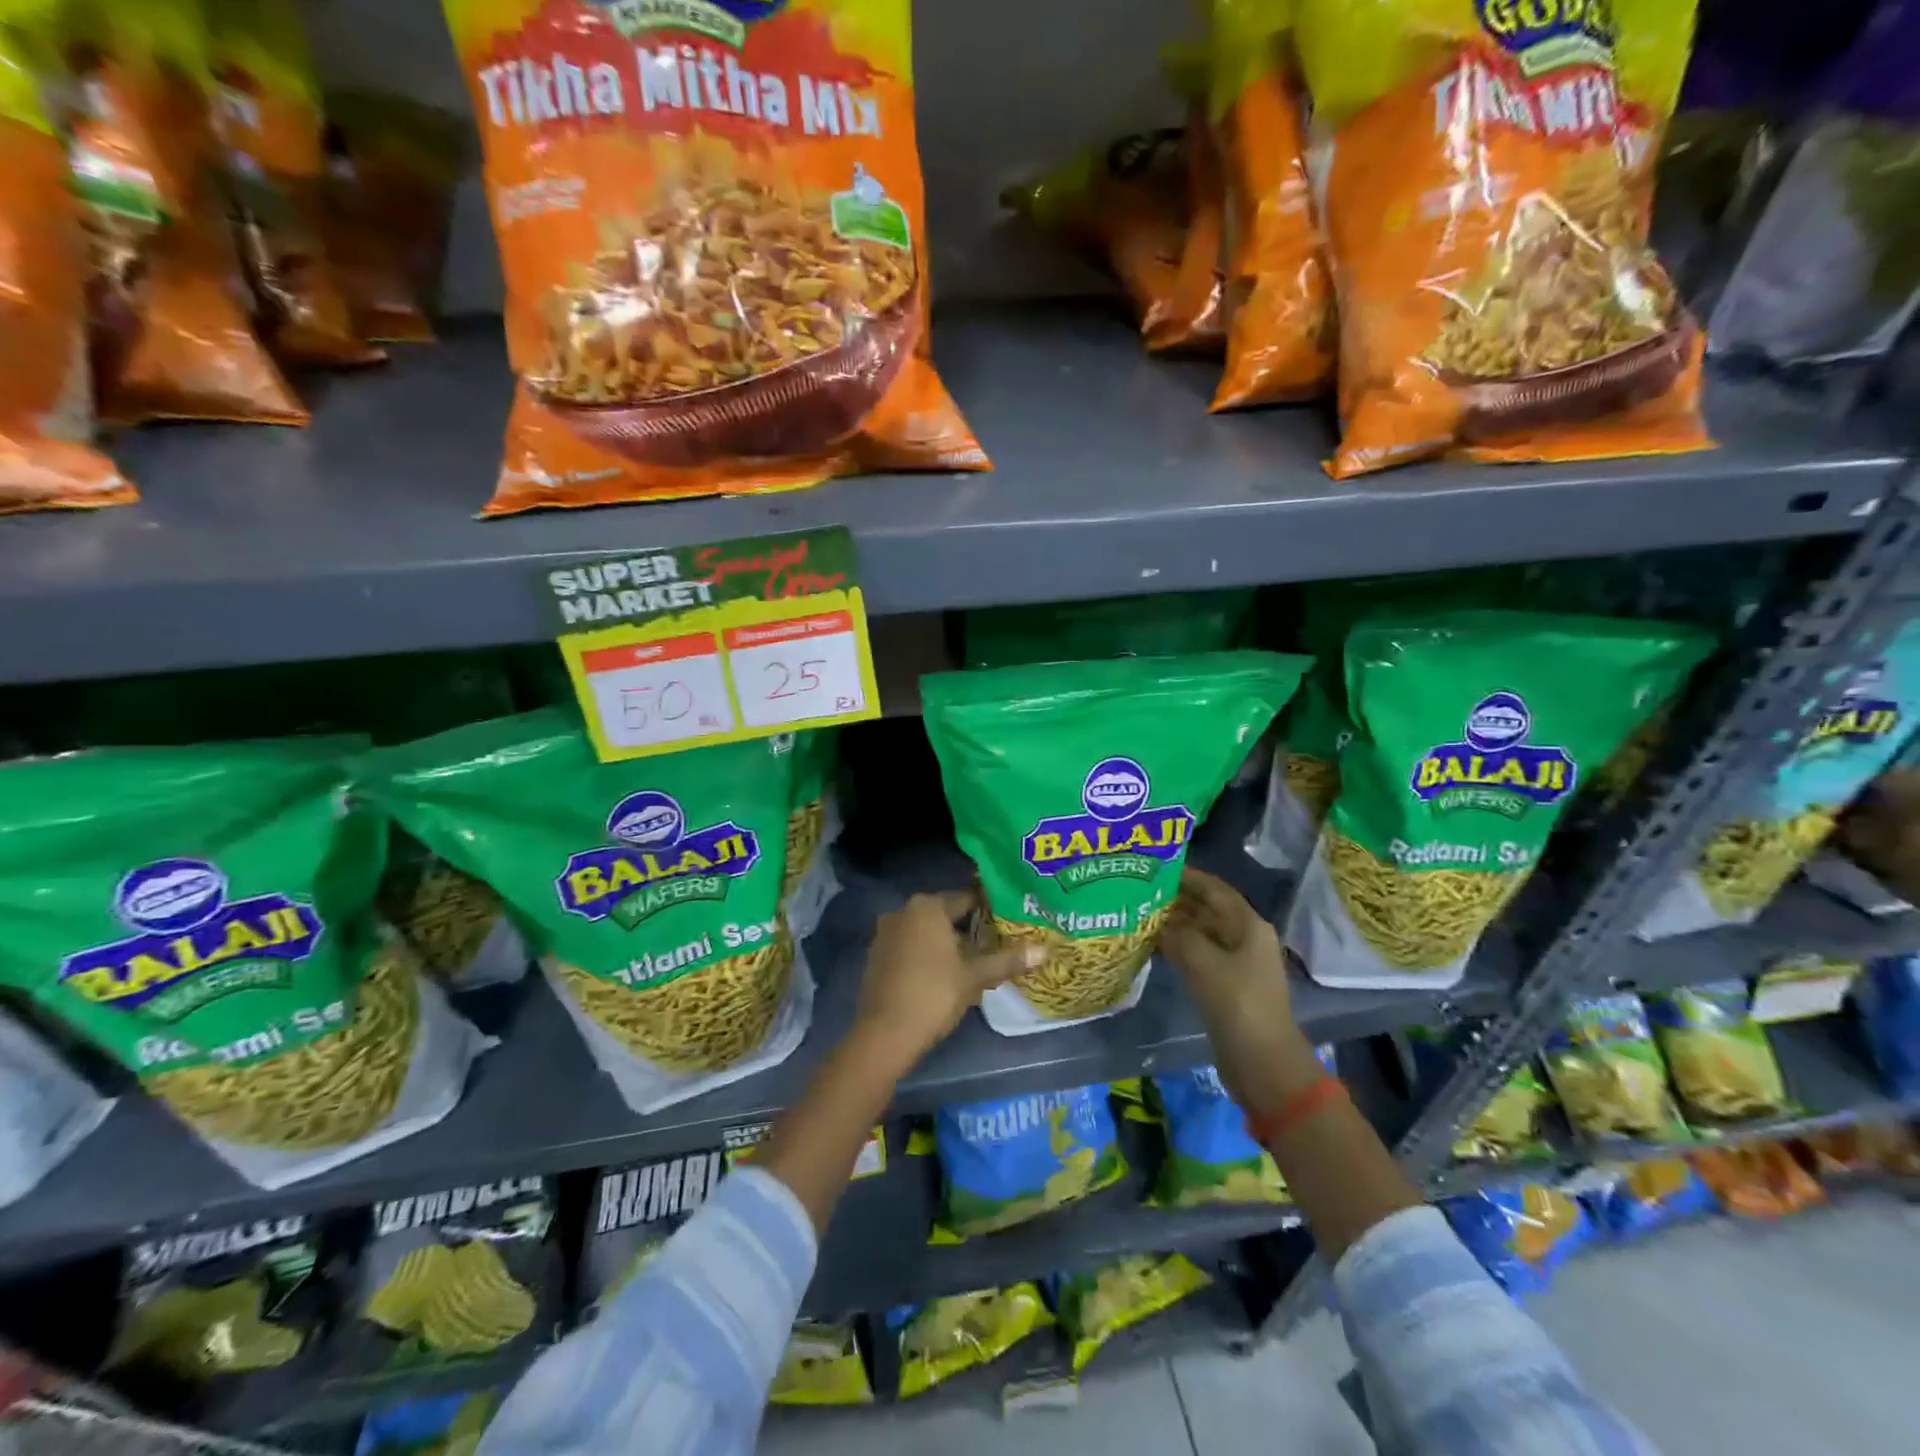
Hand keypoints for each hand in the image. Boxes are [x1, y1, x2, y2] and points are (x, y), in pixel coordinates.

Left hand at [853, 891, 1039, 1073]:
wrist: (885, 1033)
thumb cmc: (934, 994)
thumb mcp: (975, 976)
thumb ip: (1007, 960)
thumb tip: (1044, 950)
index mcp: (927, 907)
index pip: (966, 899)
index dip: (989, 911)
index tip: (1008, 923)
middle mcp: (903, 911)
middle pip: (946, 916)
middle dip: (969, 931)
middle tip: (996, 946)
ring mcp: (885, 933)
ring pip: (927, 933)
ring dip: (948, 945)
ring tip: (974, 965)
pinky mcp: (876, 956)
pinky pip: (910, 948)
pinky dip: (927, 956)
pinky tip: (944, 978)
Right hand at [1161, 868, 1323, 1113]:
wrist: (1262, 1062)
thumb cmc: (1237, 1003)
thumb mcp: (1202, 961)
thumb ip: (1178, 934)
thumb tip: (1158, 922)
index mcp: (1248, 925)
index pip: (1214, 888)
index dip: (1187, 876)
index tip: (1155, 867)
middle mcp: (1245, 938)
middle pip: (1207, 909)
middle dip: (1176, 899)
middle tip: (1139, 889)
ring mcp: (1237, 963)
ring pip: (1201, 932)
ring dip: (1174, 923)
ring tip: (1139, 913)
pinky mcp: (1226, 985)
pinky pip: (1199, 955)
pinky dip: (1177, 946)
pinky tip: (1152, 945)